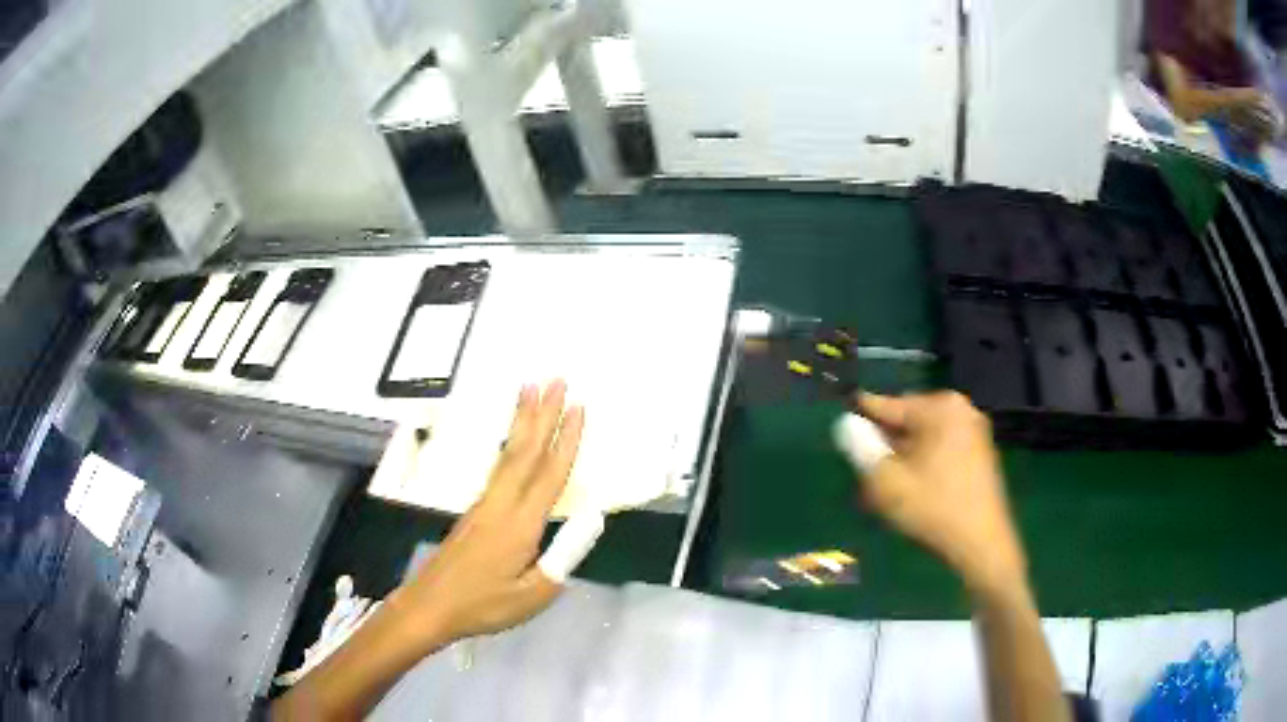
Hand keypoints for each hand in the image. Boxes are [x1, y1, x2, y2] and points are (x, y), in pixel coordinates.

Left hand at [386, 380, 583, 652]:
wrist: (429, 605)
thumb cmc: (482, 606)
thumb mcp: (531, 597)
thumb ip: (561, 561)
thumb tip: (589, 521)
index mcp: (519, 525)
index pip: (549, 475)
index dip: (566, 440)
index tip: (579, 407)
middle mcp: (501, 504)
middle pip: (525, 451)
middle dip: (543, 413)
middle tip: (556, 379)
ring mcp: (484, 504)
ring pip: (508, 453)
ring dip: (523, 420)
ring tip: (530, 389)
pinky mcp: (475, 510)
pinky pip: (498, 465)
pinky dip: (510, 442)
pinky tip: (512, 438)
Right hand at [854, 392, 1025, 594]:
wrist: (982, 544)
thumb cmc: (933, 509)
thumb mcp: (887, 482)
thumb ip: (861, 449)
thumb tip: (845, 425)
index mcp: (940, 408)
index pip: (890, 405)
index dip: (863, 414)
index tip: (842, 417)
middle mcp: (961, 410)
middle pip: (910, 420)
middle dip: (886, 441)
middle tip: (863, 465)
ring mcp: (975, 432)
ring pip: (926, 437)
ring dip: (903, 455)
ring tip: (883, 483)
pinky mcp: (982, 454)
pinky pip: (943, 448)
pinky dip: (924, 462)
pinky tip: (911, 488)